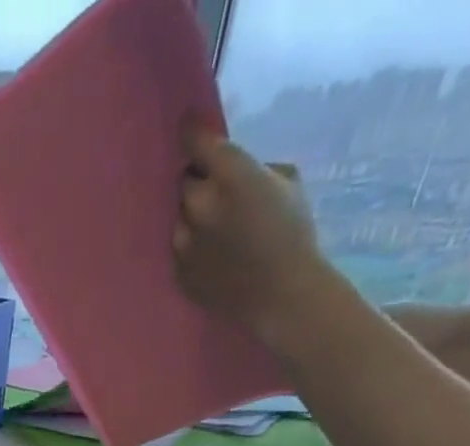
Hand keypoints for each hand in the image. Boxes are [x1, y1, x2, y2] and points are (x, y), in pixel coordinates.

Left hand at [174, 119, 332, 348]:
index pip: (197, 144)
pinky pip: (178, 249)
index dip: (191, 134)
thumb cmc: (292, 233)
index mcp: (231, 176)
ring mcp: (183, 243)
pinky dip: (190, 246)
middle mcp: (200, 206)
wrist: (279, 293)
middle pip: (184, 183)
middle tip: (215, 192)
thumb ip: (251, 170)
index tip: (187, 127)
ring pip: (178, 217)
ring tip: (215, 230)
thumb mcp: (285, 183)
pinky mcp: (177, 271)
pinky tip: (211, 256)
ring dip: (192, 216)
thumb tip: (229, 171)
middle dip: (198, 182)